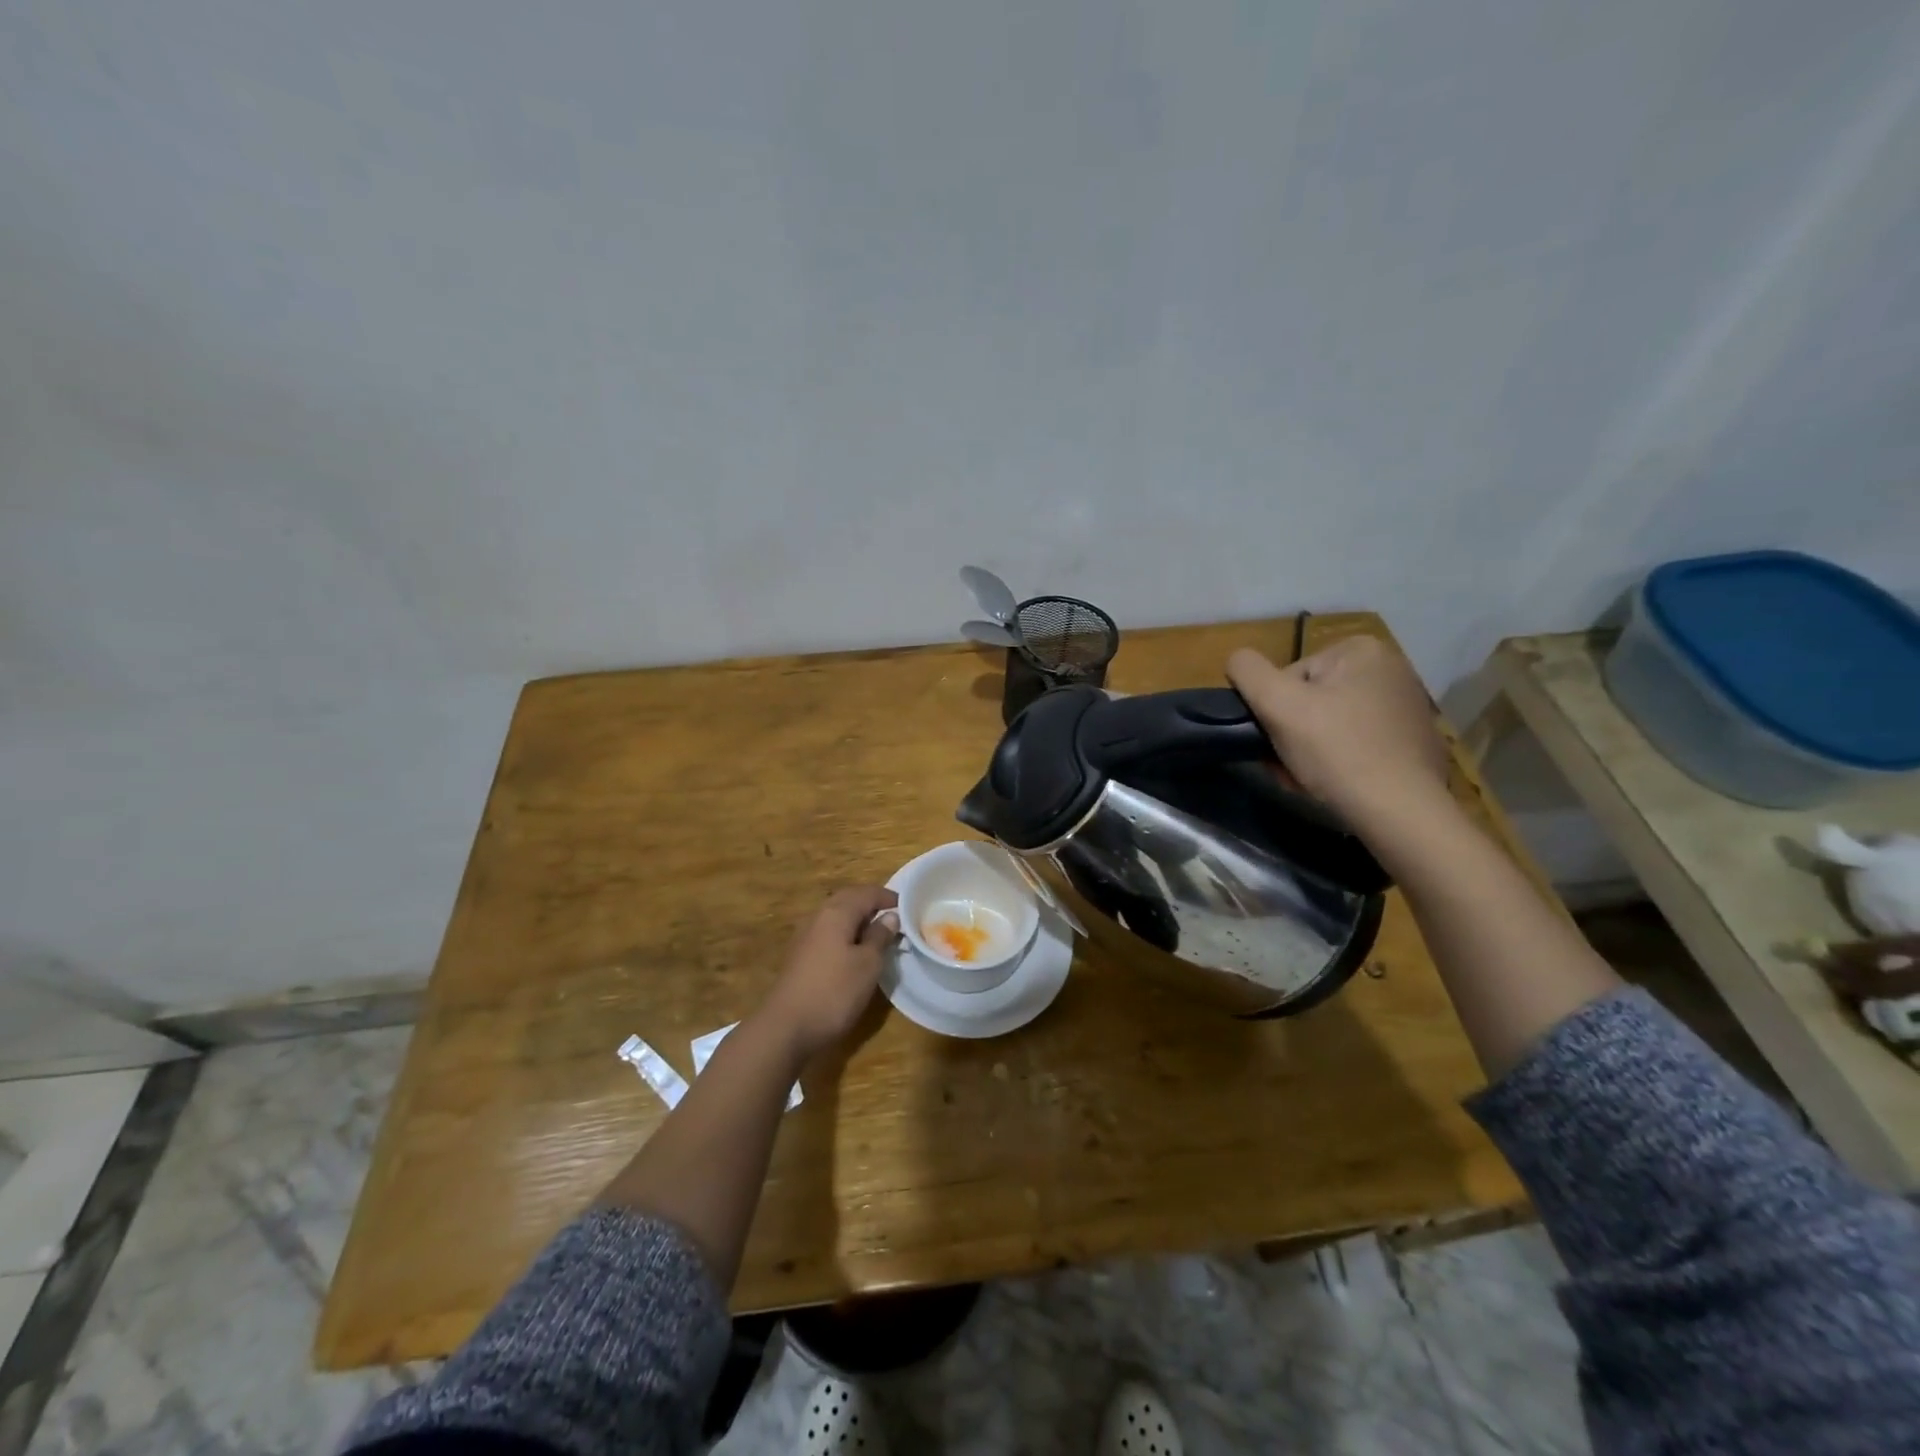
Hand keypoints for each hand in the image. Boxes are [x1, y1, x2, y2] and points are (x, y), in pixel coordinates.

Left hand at [755, 885, 899, 1061]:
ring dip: (857, 919)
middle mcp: (818, 917)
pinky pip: (827, 933)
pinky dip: (845, 934)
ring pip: (836, 916)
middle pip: (848, 899)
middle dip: (871, 903)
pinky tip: (853, 952)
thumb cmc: (834, 992)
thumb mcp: (868, 965)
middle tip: (893, 916)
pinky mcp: (800, 956)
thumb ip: (880, 936)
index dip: (888, 897)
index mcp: (836, 913)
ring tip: (877, 934)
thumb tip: (889, 917)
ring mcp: (805, 936)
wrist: (786, 1028)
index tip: (908, 907)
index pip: (866, 893)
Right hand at [1226, 635, 1451, 836]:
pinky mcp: (1415, 740)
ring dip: (1310, 751)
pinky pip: (1360, 743)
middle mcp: (1392, 669)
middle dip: (1293, 734)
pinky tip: (1338, 784)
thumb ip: (1248, 671)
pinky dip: (1342, 761)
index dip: (1276, 711)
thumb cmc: (1337, 751)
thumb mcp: (1277, 704)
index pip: (1291, 677)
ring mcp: (1407, 706)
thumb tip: (1238, 660)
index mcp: (1361, 650)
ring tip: (1308, 780)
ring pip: (1333, 724)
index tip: (1277, 742)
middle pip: (1313, 700)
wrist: (1401, 811)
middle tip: (1287, 767)